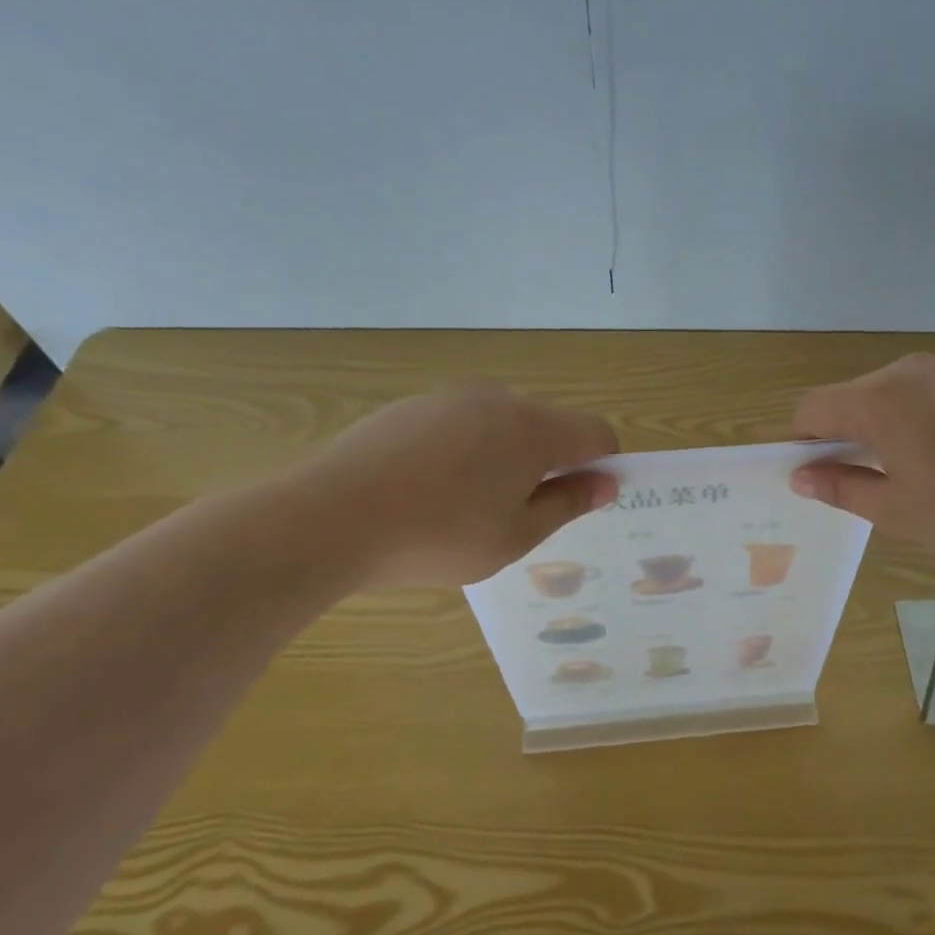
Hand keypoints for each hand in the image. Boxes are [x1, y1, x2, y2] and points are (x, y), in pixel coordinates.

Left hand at [279, 384, 618, 588]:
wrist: (329, 518)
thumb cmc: (438, 536)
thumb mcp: (515, 536)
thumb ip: (567, 504)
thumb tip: (605, 484)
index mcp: (533, 429)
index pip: (596, 432)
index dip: (602, 465)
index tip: (583, 500)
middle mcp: (498, 399)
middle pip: (549, 424)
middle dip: (551, 463)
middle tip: (520, 514)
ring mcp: (449, 398)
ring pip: (502, 423)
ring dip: (506, 456)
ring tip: (467, 506)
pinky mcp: (410, 406)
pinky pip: (460, 423)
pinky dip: (465, 450)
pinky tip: (428, 489)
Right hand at [789, 353, 934, 555]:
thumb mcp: (898, 511)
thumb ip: (841, 488)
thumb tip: (800, 477)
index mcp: (875, 401)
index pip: (811, 410)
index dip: (803, 444)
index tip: (821, 478)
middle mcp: (903, 372)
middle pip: (849, 399)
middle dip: (844, 438)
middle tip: (870, 484)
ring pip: (888, 395)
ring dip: (882, 428)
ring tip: (917, 472)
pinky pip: (925, 392)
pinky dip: (918, 419)